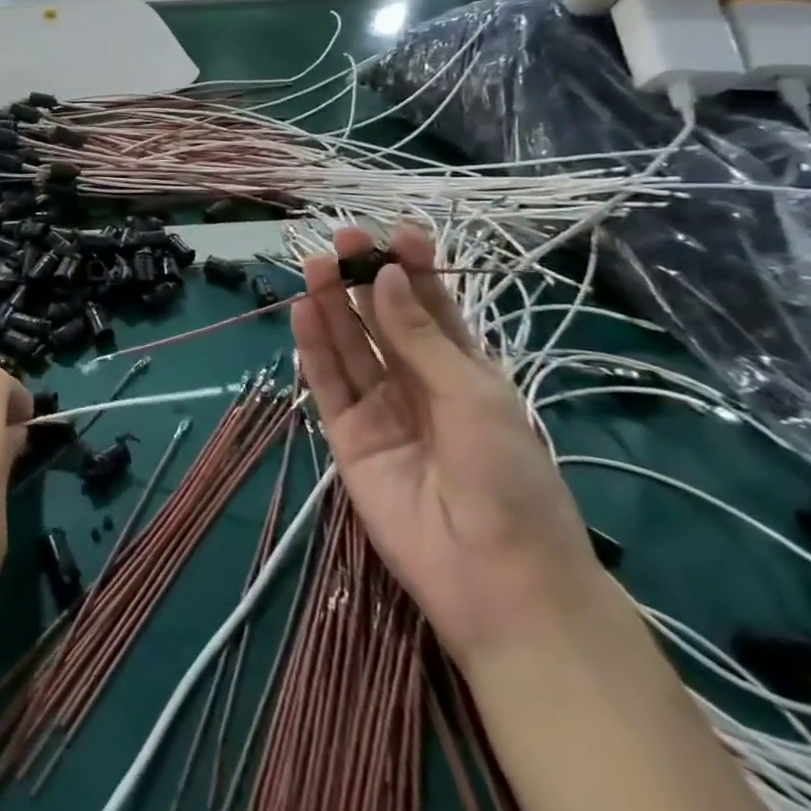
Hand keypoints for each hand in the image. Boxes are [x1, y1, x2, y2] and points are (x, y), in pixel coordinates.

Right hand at [292, 225, 605, 664]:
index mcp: (462, 369)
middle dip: (364, 279)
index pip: (431, 306)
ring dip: (332, 305)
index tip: (394, 232)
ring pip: (349, 345)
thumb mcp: (472, 395)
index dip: (413, 269)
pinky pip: (327, 383)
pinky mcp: (347, 435)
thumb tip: (383, 276)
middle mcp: (416, 381)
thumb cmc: (508, 477)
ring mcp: (379, 407)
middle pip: (382, 320)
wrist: (496, 579)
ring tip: (316, 265)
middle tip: (343, 240)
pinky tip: (303, 312)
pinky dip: (313, 347)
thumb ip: (418, 335)